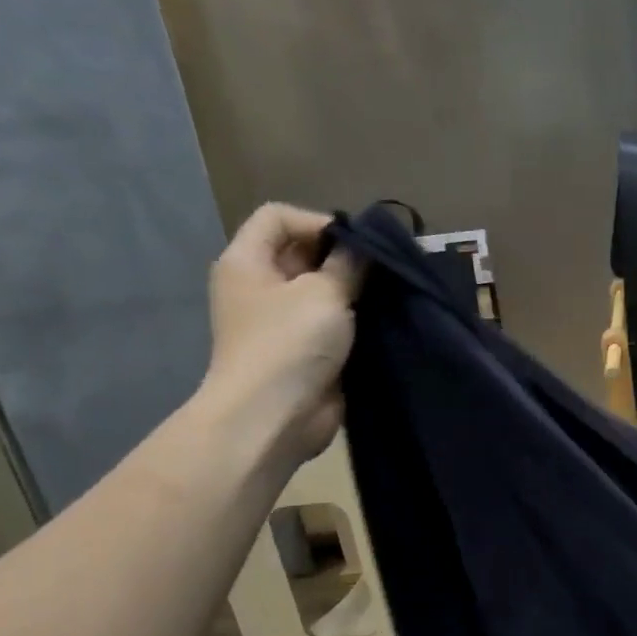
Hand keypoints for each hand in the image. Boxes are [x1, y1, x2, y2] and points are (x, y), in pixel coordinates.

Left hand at [197, 203, 362, 466]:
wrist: (274, 418)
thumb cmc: (289, 344)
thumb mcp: (323, 292)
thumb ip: (349, 263)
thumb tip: (365, 247)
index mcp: (247, 262)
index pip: (278, 217)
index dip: (318, 221)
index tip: (357, 245)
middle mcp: (261, 287)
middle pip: (303, 252)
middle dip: (343, 258)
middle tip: (383, 269)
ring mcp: (283, 322)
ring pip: (322, 290)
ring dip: (354, 292)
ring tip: (388, 295)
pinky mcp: (306, 350)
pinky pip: (333, 324)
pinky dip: (356, 321)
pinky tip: (383, 322)